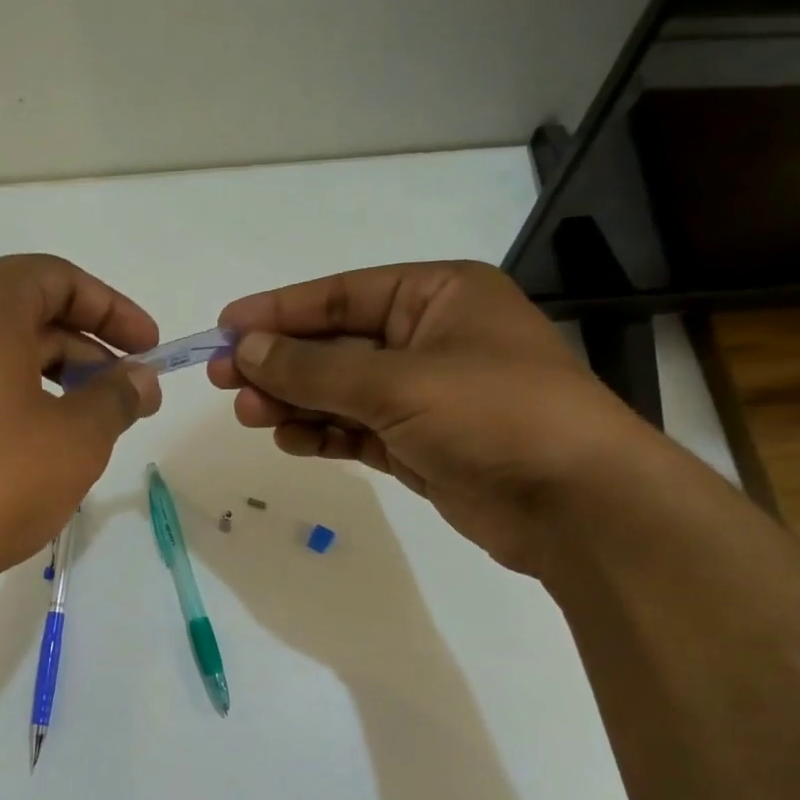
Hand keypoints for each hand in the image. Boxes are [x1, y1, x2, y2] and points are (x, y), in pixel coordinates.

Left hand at [0, 255, 160, 604]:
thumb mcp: (74, 441)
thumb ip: (115, 399)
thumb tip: (139, 378)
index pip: (55, 278)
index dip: (111, 309)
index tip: (147, 349)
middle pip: (18, 315)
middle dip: (80, 352)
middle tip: (122, 398)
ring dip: (35, 380)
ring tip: (71, 429)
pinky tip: (2, 450)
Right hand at [209, 261, 656, 574]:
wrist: (575, 504)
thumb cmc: (494, 415)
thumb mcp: (397, 382)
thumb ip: (315, 368)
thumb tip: (245, 348)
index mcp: (438, 295)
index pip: (343, 296)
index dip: (280, 310)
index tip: (225, 325)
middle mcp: (431, 338)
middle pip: (337, 345)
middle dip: (281, 363)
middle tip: (223, 381)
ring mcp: (426, 395)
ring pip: (342, 392)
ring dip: (295, 402)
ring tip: (248, 415)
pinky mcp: (421, 444)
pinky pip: (357, 430)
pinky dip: (323, 434)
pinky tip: (288, 439)